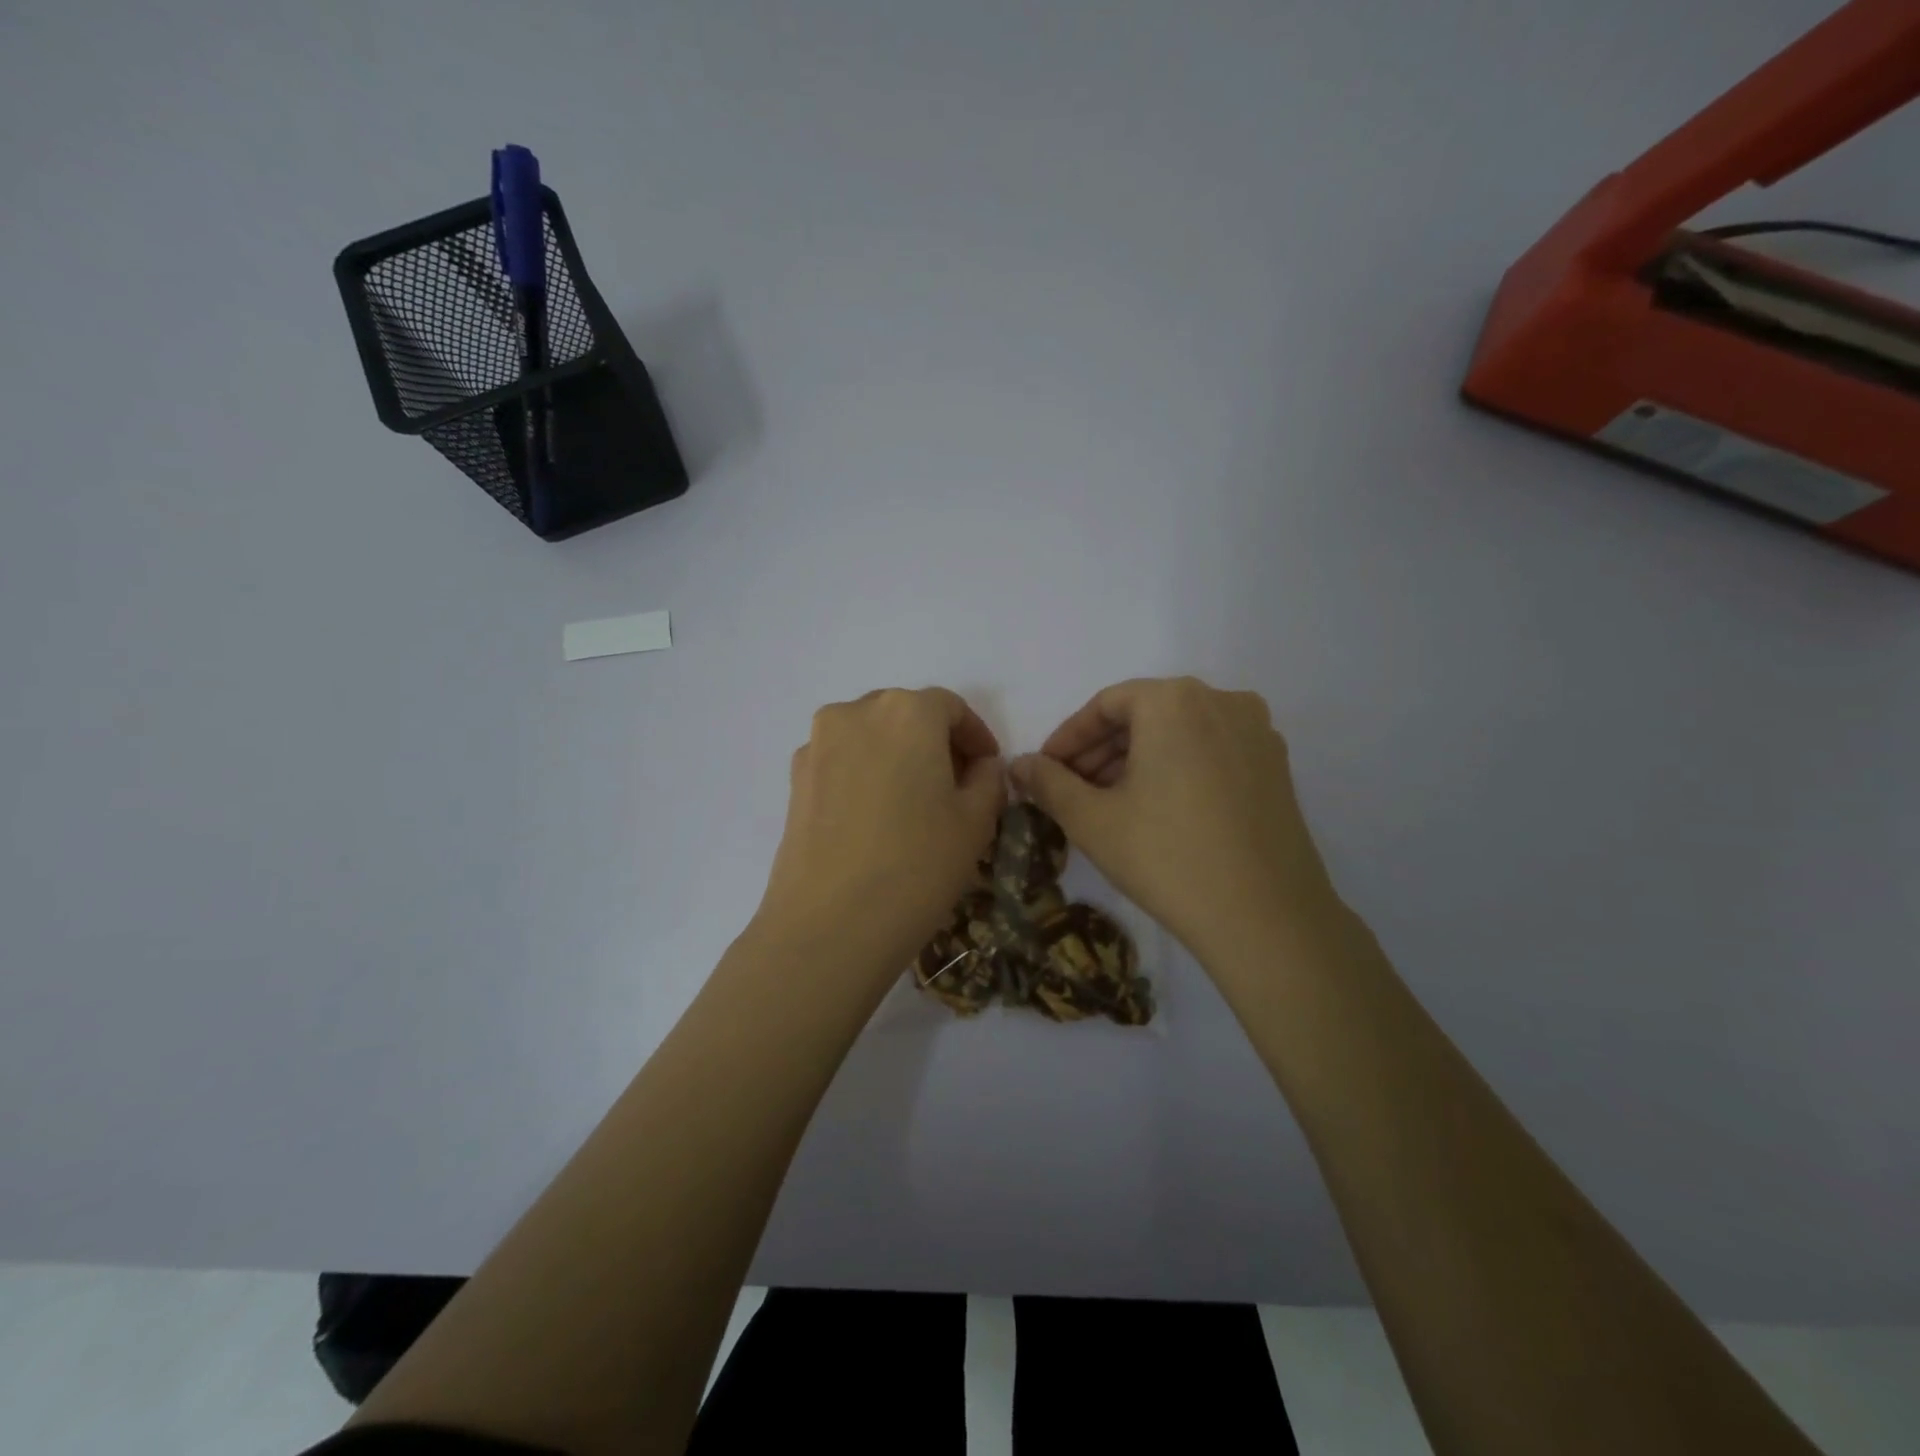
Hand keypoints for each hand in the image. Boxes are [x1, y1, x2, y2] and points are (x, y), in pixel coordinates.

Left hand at [755, 687, 1005, 985]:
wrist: (830, 924)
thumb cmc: (918, 865)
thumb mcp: (976, 822)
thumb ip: (988, 779)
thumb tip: (981, 766)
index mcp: (907, 711)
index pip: (951, 707)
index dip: (975, 736)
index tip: (988, 768)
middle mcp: (856, 712)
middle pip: (906, 714)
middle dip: (935, 742)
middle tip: (955, 785)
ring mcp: (818, 744)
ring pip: (871, 736)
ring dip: (898, 756)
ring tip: (914, 803)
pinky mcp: (795, 778)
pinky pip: (842, 761)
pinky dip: (865, 774)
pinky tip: (875, 818)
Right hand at [1012, 677, 1337, 963]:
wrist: (1267, 918)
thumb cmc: (1167, 857)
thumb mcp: (1092, 819)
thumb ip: (1048, 783)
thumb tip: (1019, 764)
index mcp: (1174, 700)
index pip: (1106, 705)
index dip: (1068, 739)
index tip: (1044, 771)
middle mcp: (1221, 700)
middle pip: (1145, 715)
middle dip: (1101, 751)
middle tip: (1071, 791)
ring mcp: (1256, 733)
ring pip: (1179, 734)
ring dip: (1137, 761)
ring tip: (1109, 805)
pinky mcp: (1276, 767)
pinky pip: (1211, 752)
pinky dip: (1177, 769)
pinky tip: (1159, 811)